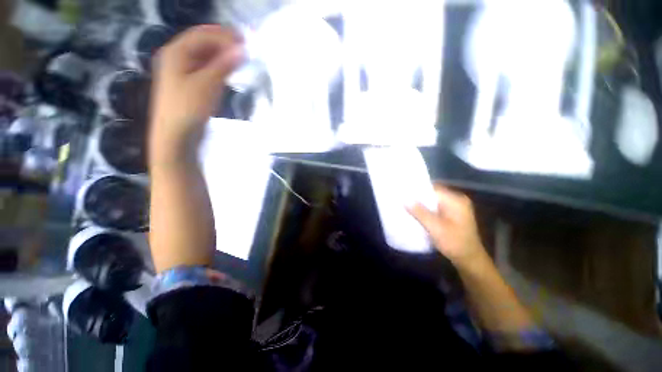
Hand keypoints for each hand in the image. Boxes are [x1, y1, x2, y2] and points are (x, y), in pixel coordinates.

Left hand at [149, 25, 243, 162]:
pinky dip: (218, 66)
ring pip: (204, 56)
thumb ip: (224, 64)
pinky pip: (204, 68)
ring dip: (222, 54)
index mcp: (176, 51)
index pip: (203, 34)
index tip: (246, 40)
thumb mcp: (208, 84)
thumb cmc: (188, 107)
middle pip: (202, 42)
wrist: (176, 134)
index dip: (224, 35)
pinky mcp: (188, 84)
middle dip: (223, 42)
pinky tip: (228, 70)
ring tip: (240, 57)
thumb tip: (242, 49)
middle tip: (245, 47)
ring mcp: (181, 71)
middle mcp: (176, 56)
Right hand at [408, 185, 486, 266]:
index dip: (417, 190)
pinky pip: (435, 208)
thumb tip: (405, 199)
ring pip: (433, 201)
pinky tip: (416, 213)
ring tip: (406, 205)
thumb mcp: (435, 227)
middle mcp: (456, 200)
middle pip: (433, 194)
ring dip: (421, 204)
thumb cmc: (454, 243)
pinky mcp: (451, 215)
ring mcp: (455, 208)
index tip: (403, 192)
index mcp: (456, 200)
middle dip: (418, 197)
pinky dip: (426, 209)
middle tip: (402, 199)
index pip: (433, 189)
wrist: (469, 260)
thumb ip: (420, 212)